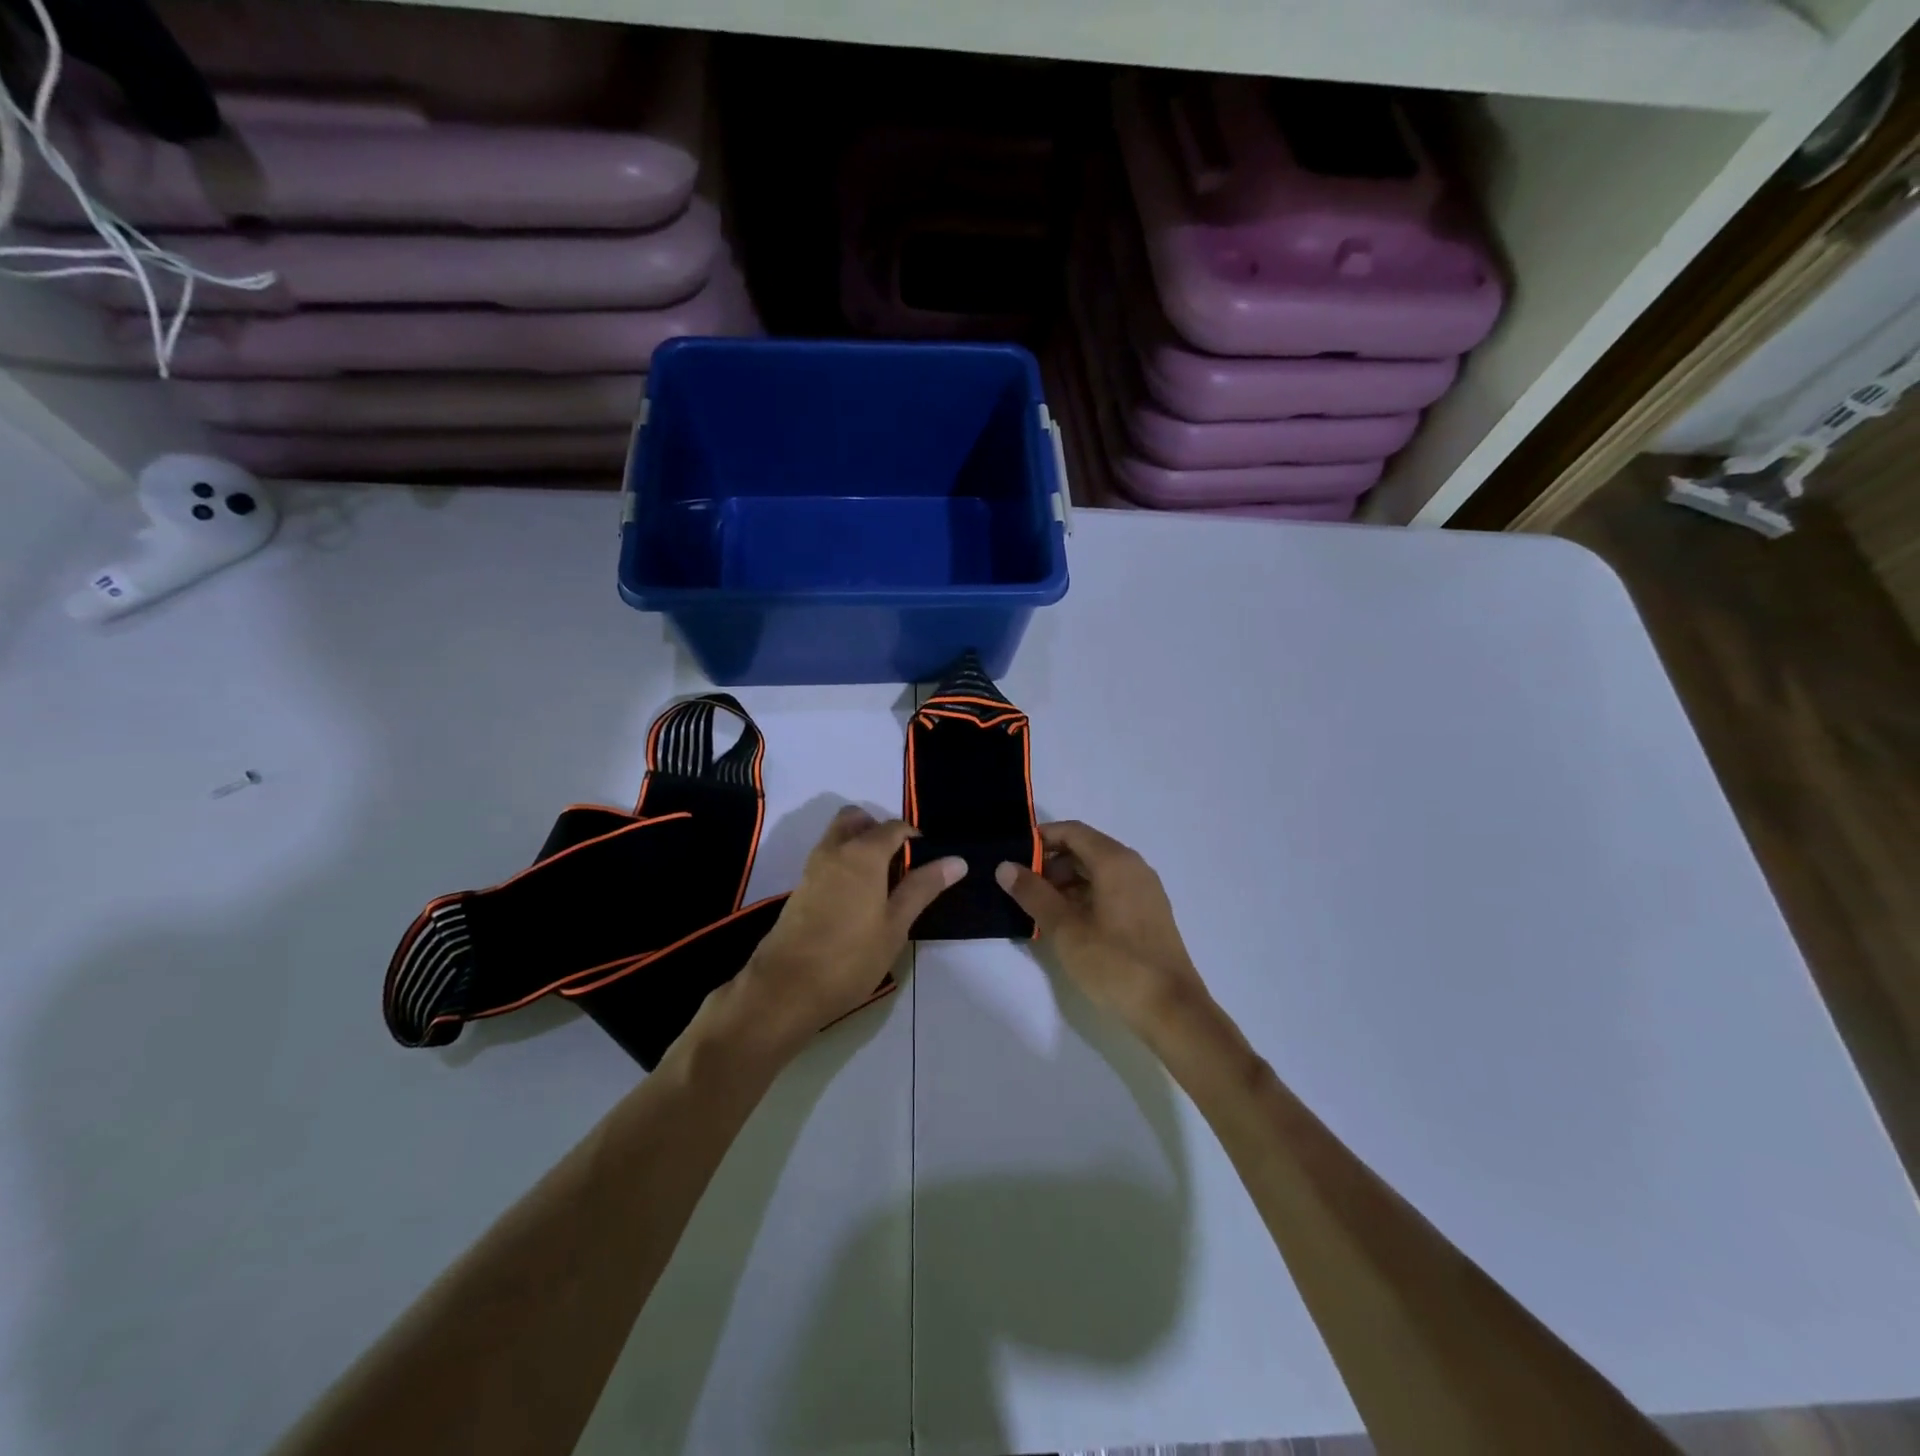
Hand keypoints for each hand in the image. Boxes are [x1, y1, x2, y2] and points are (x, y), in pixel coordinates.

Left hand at [736, 807, 964, 1048]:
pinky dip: (844, 863)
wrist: (785, 988)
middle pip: (856, 819)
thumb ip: (922, 888)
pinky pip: (827, 859)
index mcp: (863, 853)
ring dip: (859, 844)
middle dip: (878, 829)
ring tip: (882, 882)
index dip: (913, 836)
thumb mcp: (895, 925)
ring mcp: (812, 869)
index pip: (893, 826)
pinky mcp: (800, 889)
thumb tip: (957, 860)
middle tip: (899, 861)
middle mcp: (834, 850)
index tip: (927, 858)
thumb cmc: (850, 957)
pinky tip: (858, 899)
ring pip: (837, 837)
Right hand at [996, 821, 1209, 1033]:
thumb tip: (1005, 866)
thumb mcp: (1065, 929)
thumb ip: (1034, 894)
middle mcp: (1134, 867)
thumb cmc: (1115, 963)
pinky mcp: (1149, 913)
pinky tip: (1069, 922)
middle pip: (1086, 849)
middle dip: (1052, 863)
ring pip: (1099, 871)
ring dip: (1068, 881)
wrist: (1171, 1010)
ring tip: (1041, 908)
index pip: (1073, 831)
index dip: (1041, 839)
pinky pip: (1112, 889)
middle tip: (1023, 887)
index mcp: (1115, 862)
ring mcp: (1145, 890)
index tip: (1014, 856)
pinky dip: (1087, 895)